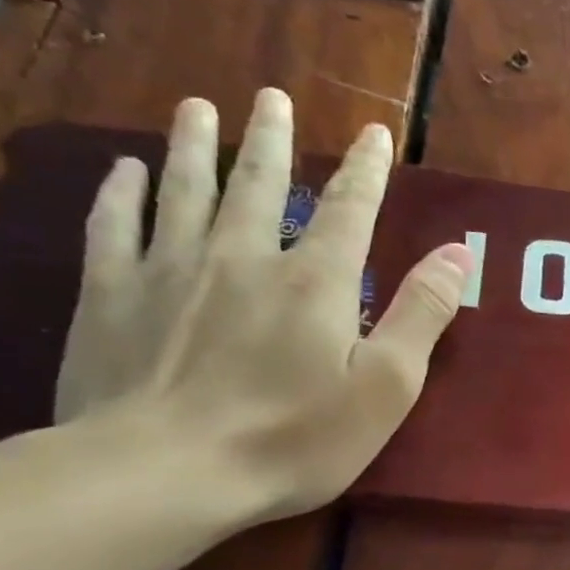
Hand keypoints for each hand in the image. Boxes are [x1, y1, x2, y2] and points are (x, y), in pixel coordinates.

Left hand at [56, 88, 472, 521]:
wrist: (163, 473)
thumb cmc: (293, 437)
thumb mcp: (385, 385)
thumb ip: (422, 313)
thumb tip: (458, 251)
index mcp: (315, 280)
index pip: (349, 209)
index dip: (366, 170)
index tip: (375, 133)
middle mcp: (243, 257)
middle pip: (258, 182)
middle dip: (270, 138)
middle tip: (270, 96)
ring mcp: (170, 271)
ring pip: (184, 190)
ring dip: (194, 145)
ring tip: (198, 107)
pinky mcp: (111, 296)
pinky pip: (114, 228)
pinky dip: (120, 194)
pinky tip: (124, 170)